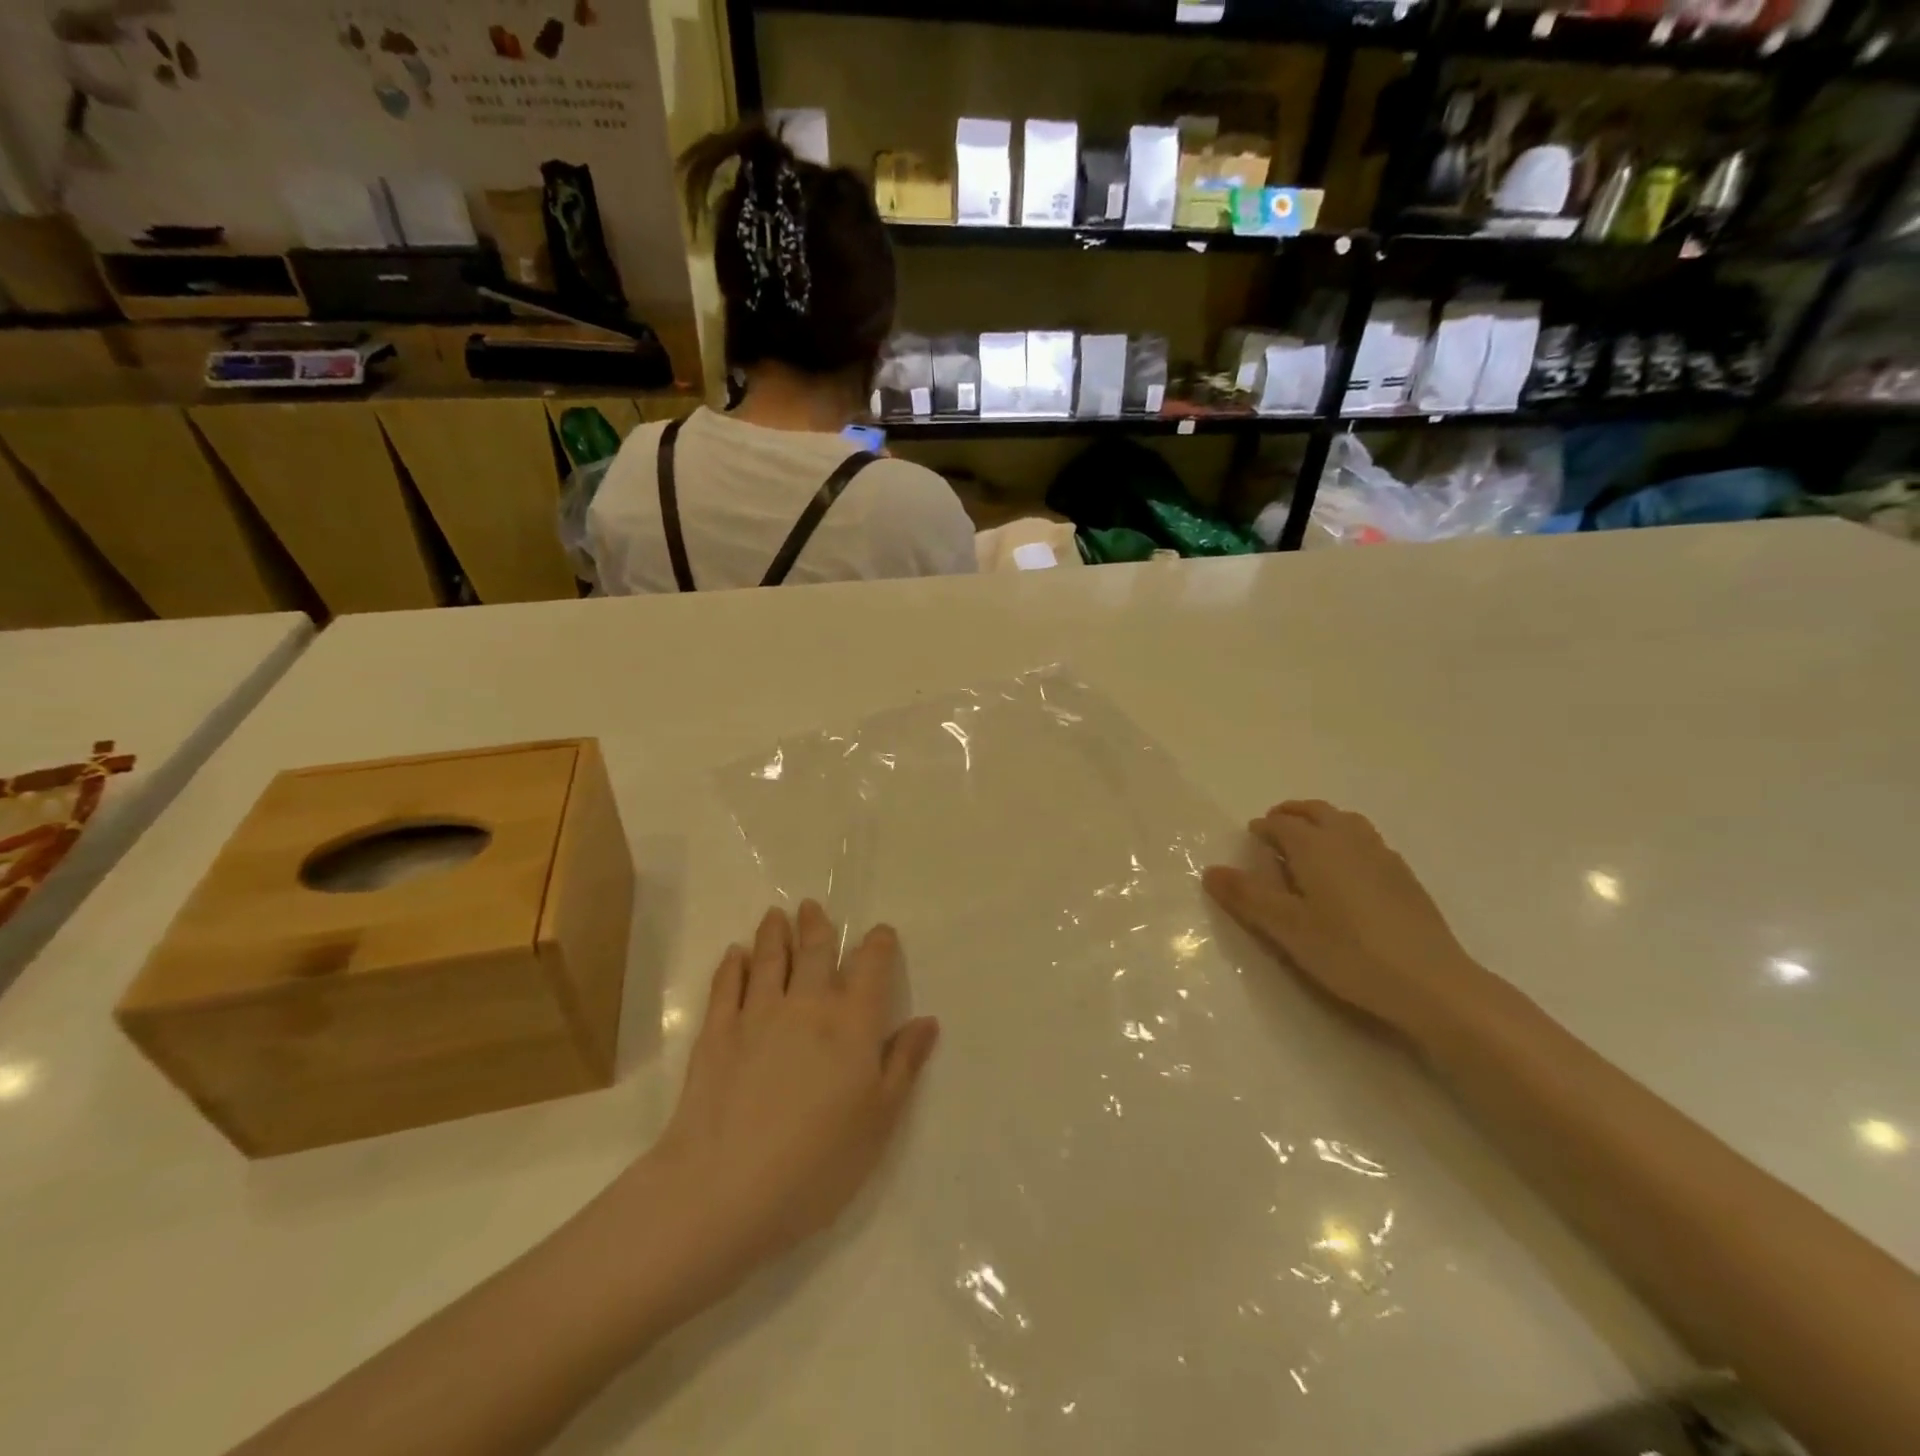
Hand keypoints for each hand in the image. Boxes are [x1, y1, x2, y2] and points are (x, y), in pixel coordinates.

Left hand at [633, 902, 938, 1299]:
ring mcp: (757, 1013)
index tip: (880, 933)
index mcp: (852, 1023)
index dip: (878, 945)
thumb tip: (927, 1020)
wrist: (726, 1188)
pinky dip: (732, 965)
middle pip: (814, 951)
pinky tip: (734, 955)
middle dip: (817, 925)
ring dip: (774, 933)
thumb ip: (903, 1064)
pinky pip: (727, 985)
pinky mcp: (717, 1032)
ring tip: (775, 915)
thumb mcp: (879, 1120)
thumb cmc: (818, 1163)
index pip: (870, 966)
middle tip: (812, 906)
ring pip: (768, 958)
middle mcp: (807, 1004)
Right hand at [1202, 800, 1492, 1042]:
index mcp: (1315, 846)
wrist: (1431, 982)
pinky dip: (1348, 841)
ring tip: (1309, 843)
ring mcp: (1382, 856)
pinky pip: (1368, 842)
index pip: (1282, 824)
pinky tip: (1348, 872)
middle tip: (1275, 827)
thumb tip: (1210, 870)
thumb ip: (1247, 897)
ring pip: (1347, 822)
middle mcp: (1348, 840)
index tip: (1251, 836)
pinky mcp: (1405, 877)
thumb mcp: (1286, 928)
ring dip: (1323, 822)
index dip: (1263, 827)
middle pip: (1316, 812)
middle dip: (1292, 814)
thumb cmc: (1348, 951)